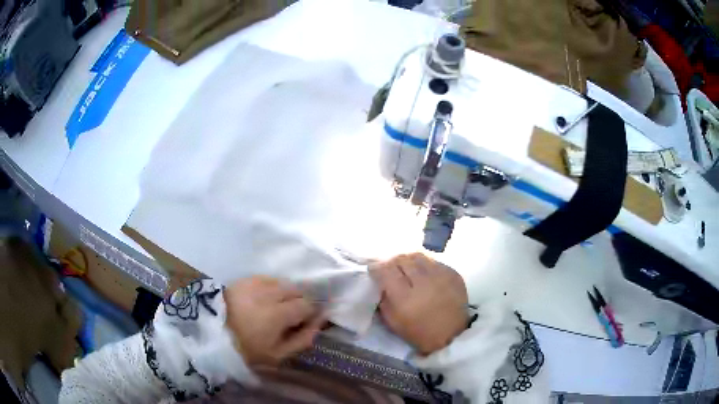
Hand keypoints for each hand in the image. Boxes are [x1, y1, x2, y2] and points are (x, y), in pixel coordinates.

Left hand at [224, 276, 324, 366]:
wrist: (212, 334)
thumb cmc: (247, 349)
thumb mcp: (278, 354)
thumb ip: (303, 338)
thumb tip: (320, 322)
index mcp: (278, 314)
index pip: (307, 304)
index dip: (310, 313)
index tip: (305, 322)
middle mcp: (269, 293)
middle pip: (297, 290)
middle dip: (298, 302)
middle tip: (290, 317)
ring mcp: (255, 283)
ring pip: (283, 282)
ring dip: (286, 293)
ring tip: (277, 307)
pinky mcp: (245, 279)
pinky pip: (267, 278)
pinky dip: (272, 287)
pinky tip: (264, 298)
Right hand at [371, 253, 467, 354]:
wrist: (452, 335)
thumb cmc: (419, 332)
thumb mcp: (393, 322)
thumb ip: (383, 300)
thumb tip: (379, 283)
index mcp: (404, 297)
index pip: (386, 271)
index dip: (377, 267)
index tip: (374, 269)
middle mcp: (422, 281)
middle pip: (402, 259)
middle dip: (392, 262)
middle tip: (390, 269)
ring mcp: (440, 275)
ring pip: (418, 256)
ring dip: (408, 260)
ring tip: (407, 267)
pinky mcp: (453, 274)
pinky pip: (434, 261)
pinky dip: (425, 265)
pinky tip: (424, 273)